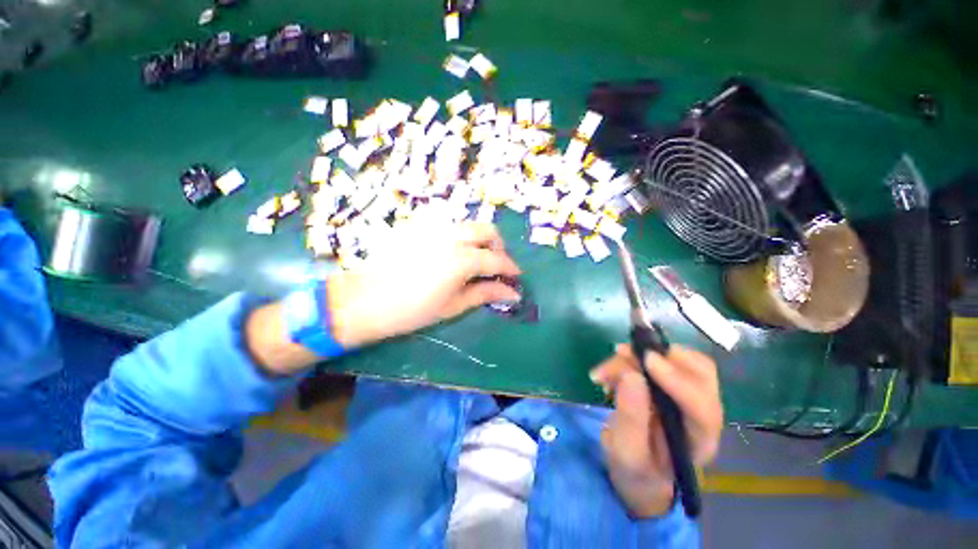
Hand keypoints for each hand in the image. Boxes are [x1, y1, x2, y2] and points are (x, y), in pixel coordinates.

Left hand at [327, 221, 521, 347]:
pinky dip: (460, 237)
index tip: (516, 278)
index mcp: (462, 259)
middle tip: (496, 266)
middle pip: (487, 231)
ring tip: (475, 261)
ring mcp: (434, 228)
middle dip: (498, 247)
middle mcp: (452, 236)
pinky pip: (449, 226)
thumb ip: (485, 294)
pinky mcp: (420, 227)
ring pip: (469, 225)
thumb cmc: (411, 310)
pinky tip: (452, 254)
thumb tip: (512, 293)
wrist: (364, 300)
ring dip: (480, 240)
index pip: (497, 259)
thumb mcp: (453, 306)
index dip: (510, 269)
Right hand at [590, 344, 722, 517]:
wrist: (641, 470)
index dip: (677, 379)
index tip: (646, 360)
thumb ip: (631, 418)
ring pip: (678, 358)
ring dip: (638, 356)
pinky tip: (613, 369)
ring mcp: (691, 394)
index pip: (702, 407)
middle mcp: (704, 413)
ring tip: (605, 370)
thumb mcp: (626, 453)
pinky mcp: (675, 381)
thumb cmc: (636, 468)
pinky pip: (661, 357)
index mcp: (699, 441)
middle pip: (699, 372)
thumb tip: (631, 374)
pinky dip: (634, 357)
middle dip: (657, 357)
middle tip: (619, 355)